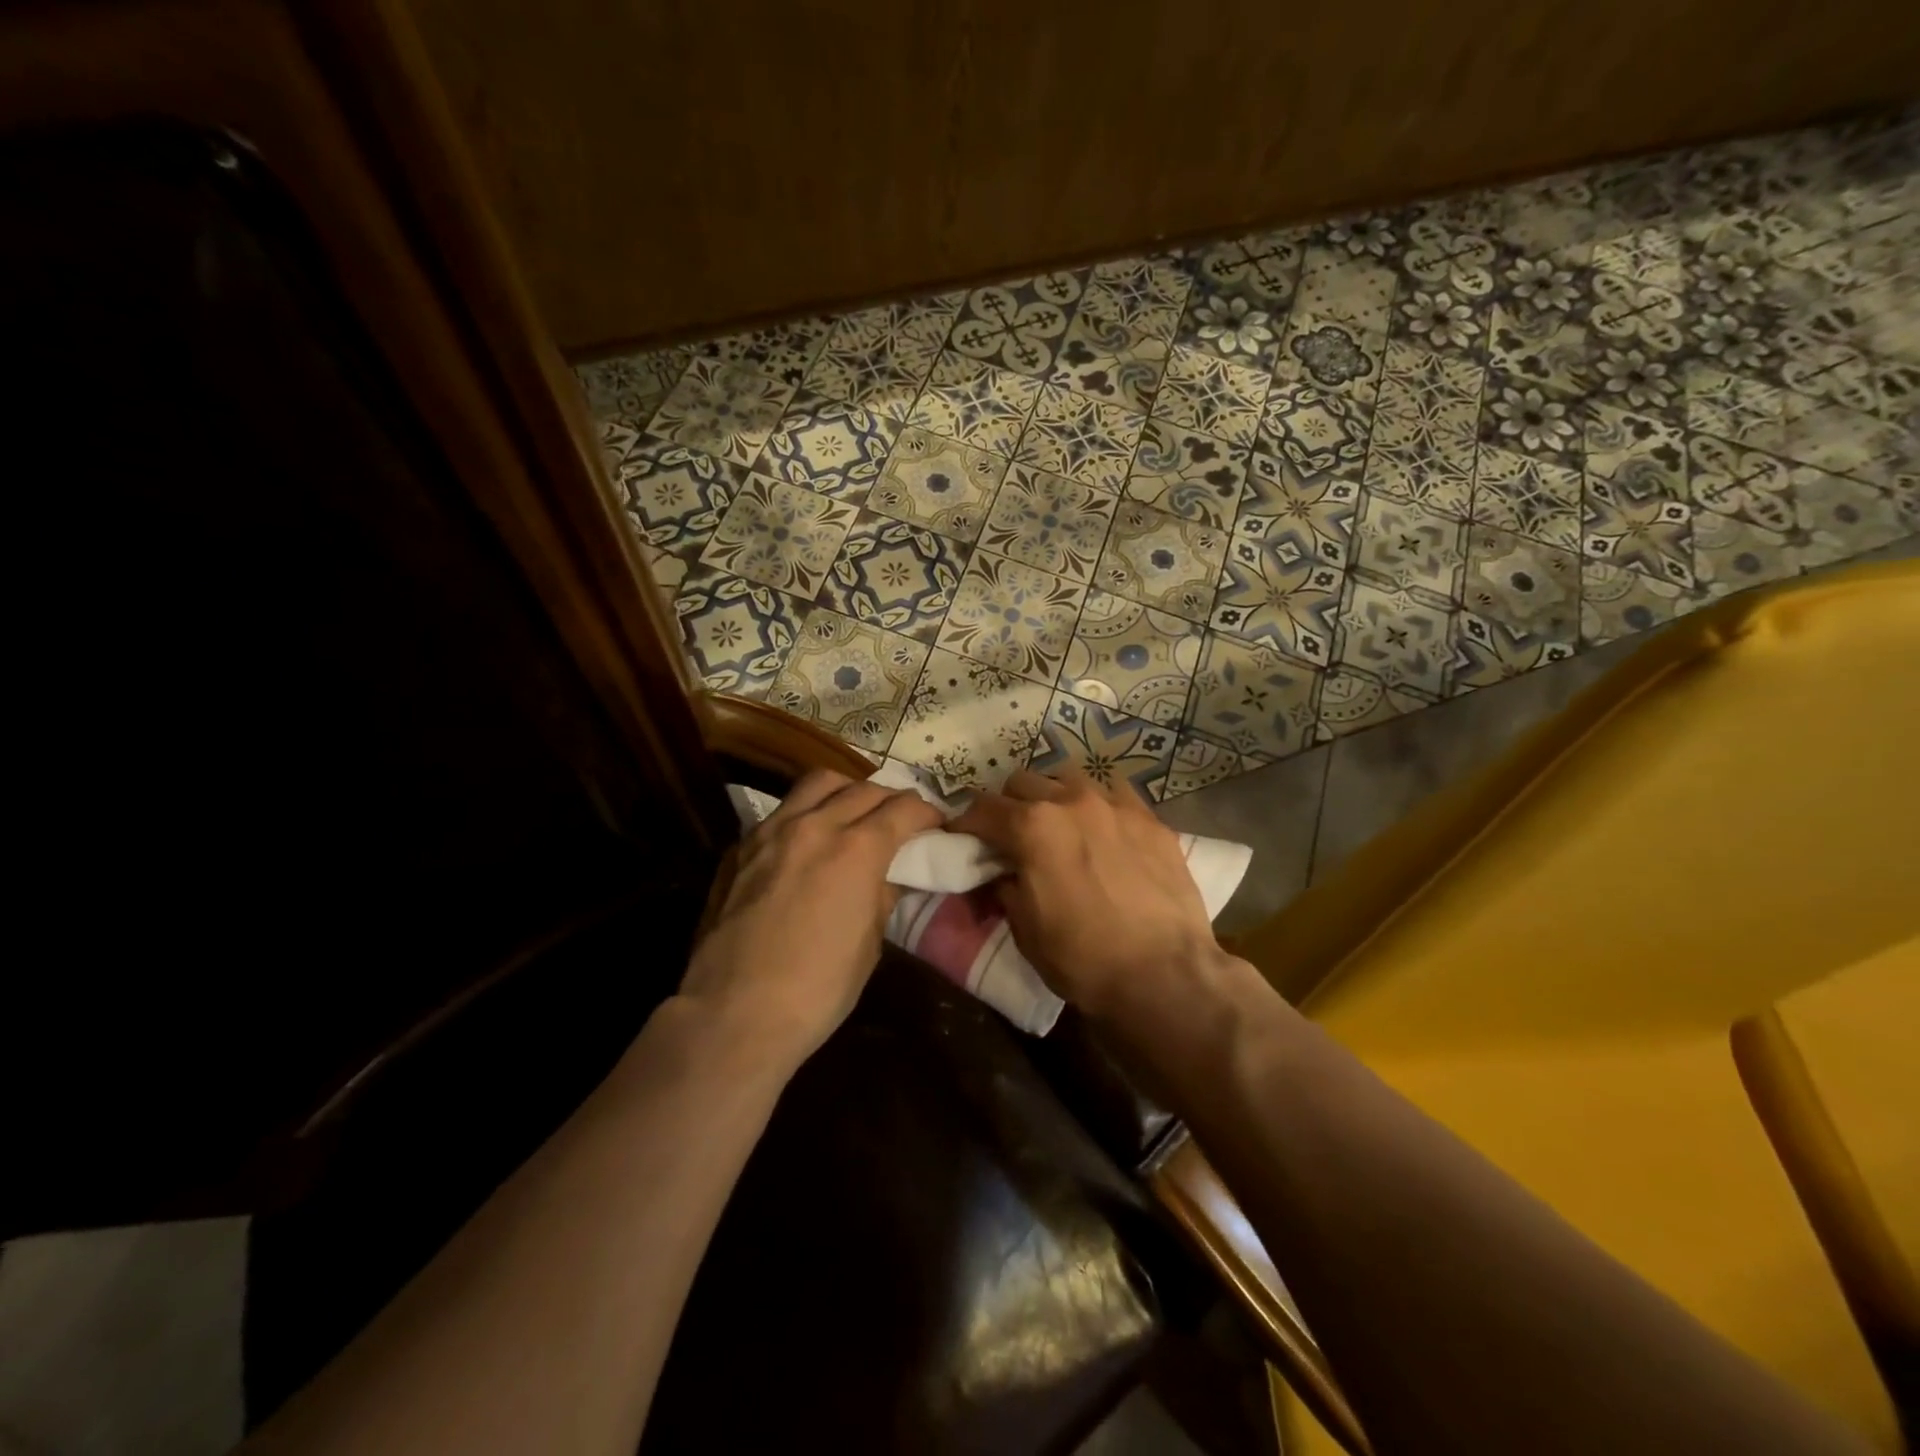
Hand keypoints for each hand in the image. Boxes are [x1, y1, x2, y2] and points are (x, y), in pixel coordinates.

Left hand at [681, 769, 943, 1063]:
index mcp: (855, 851)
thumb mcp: (869, 945)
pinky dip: (807, 813)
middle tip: (901, 819)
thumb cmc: (816, 990)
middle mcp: (814, 826)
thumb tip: (888, 875)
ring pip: (818, 783)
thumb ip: (882, 896)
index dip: (926, 813)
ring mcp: (771, 831)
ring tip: (854, 812)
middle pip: (863, 789)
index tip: (935, 824)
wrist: (732, 1014)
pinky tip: (808, 840)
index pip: (902, 809)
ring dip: (847, 791)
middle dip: (891, 799)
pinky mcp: (740, 847)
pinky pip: (782, 811)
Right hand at [951, 769, 1227, 1020]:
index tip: (962, 838)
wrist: (1164, 975)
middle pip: (1023, 782)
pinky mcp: (1150, 819)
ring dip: (1054, 796)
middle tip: (1011, 835)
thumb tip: (1002, 873)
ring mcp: (1115, 805)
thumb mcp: (1025, 930)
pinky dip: (1098, 805)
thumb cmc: (1083, 959)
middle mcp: (1070, 801)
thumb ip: (1006, 887)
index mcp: (1032, 827)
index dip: (965, 824)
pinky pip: (1114, 793)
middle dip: (1009, 805)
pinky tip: (1104, 829)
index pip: (982, 808)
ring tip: (1060, 825)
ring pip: (1069, 778)